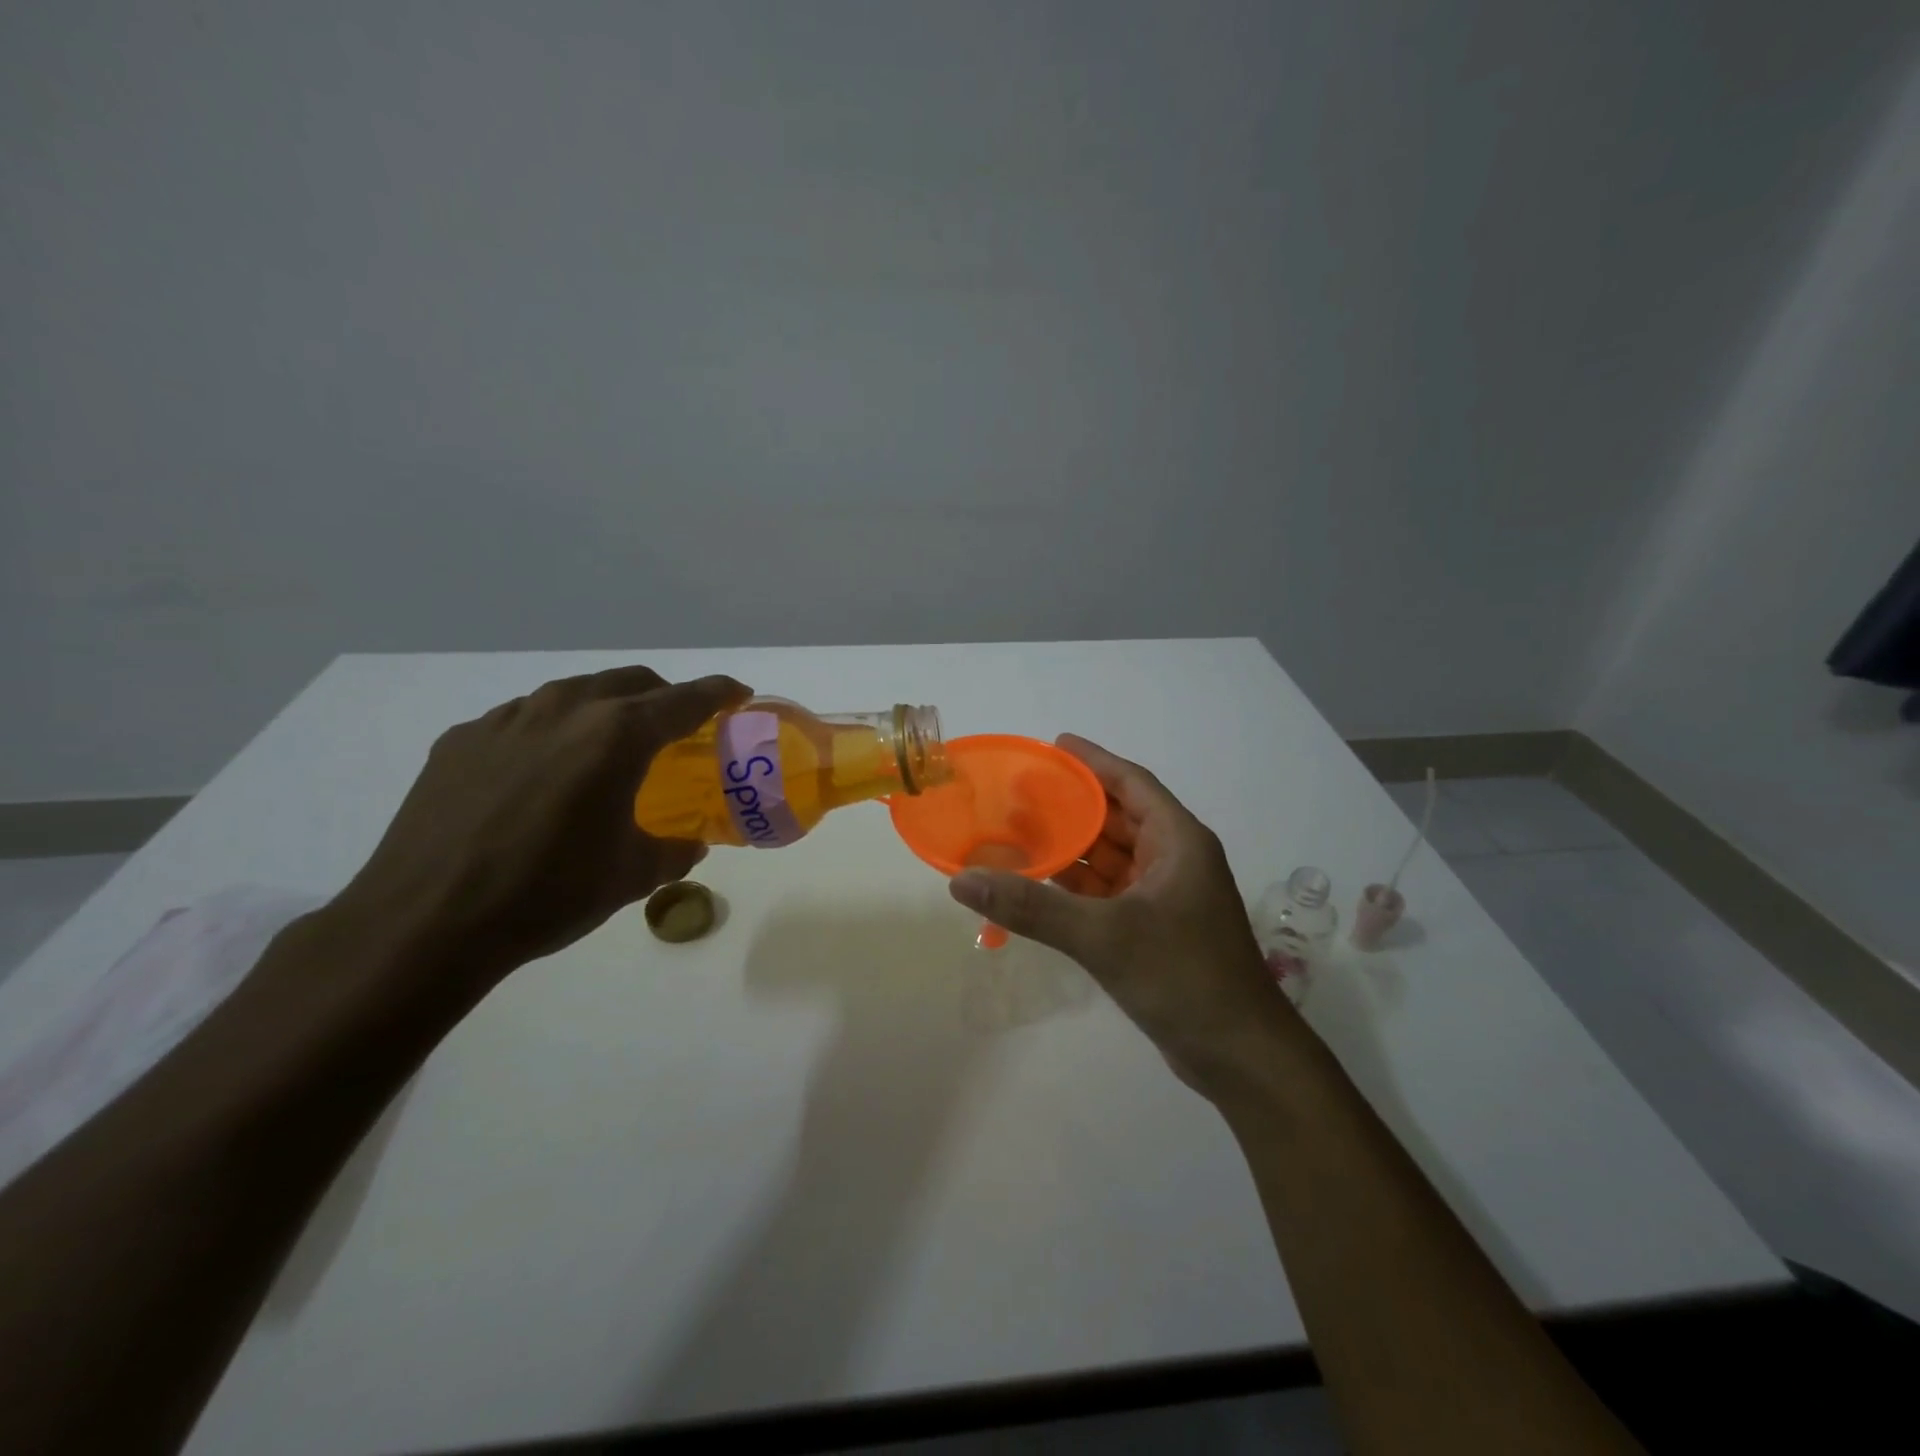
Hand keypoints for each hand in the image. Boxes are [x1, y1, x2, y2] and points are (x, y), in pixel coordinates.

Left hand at [329, 666, 749, 987]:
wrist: (425, 923)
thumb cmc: (548, 893)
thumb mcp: (632, 875)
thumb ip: (674, 850)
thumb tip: (691, 844)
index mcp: (617, 735)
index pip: (685, 699)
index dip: (719, 693)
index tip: (738, 694)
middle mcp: (565, 710)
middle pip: (629, 681)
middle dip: (663, 695)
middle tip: (678, 724)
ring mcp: (507, 719)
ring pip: (573, 692)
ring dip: (605, 707)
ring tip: (609, 744)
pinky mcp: (462, 739)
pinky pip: (523, 718)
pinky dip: (551, 730)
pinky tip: (542, 771)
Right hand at [948, 735, 1295, 1098]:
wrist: (1240, 1056)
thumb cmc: (1183, 976)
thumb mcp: (1104, 936)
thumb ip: (1032, 906)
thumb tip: (963, 880)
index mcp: (1178, 841)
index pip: (1131, 783)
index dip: (1093, 761)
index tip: (1053, 745)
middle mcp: (1174, 860)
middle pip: (1118, 817)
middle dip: (1073, 804)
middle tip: (1020, 792)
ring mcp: (1166, 897)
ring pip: (1112, 858)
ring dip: (1072, 847)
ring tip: (1019, 832)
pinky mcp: (1156, 930)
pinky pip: (1109, 892)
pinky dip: (1077, 886)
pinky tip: (1040, 883)